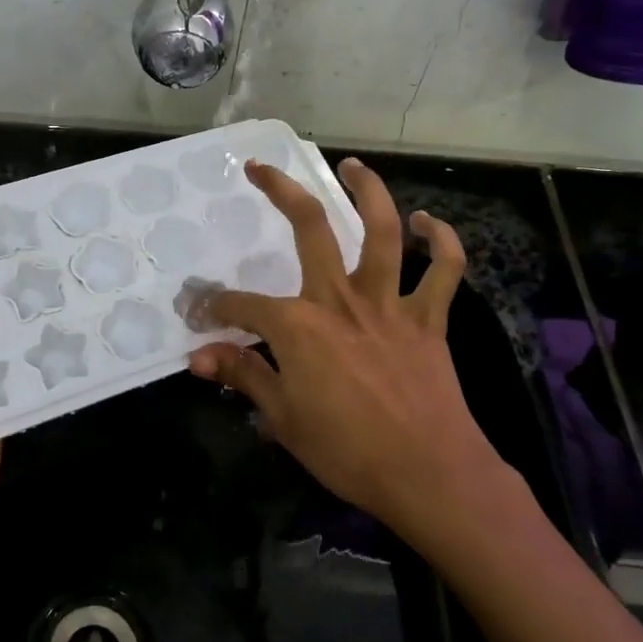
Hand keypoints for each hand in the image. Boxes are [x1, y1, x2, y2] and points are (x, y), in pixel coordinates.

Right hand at [187, 158, 507, 533]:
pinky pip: (443, 271)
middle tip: (261, 169)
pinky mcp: (428, 320)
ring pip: (382, 232)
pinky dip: (441, 242)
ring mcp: (388, 305)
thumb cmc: (349, 452)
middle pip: (310, 228)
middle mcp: (340, 300)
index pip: (243, 305)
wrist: (431, 476)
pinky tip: (426, 223)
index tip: (200, 314)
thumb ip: (243, 376)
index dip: (216, 307)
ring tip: (352, 165)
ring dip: (368, 192)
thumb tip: (199, 357)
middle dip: (281, 191)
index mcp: (299, 326)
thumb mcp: (284, 418)